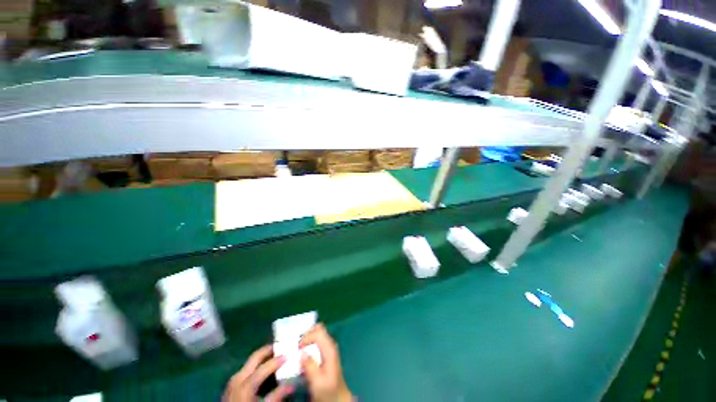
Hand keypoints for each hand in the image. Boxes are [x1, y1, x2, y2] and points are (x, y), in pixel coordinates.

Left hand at [223, 345, 293, 401]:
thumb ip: (276, 396)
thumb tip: (292, 385)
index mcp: (245, 384)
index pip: (265, 366)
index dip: (278, 359)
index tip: (290, 354)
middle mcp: (238, 377)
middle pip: (255, 356)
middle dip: (269, 349)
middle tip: (282, 346)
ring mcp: (233, 380)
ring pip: (250, 361)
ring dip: (263, 356)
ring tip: (275, 354)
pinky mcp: (231, 384)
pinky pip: (246, 368)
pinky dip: (257, 364)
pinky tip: (263, 367)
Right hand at [300, 323, 352, 401]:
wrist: (337, 398)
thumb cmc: (328, 391)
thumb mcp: (317, 382)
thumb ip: (310, 366)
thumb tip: (302, 353)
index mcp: (329, 349)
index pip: (318, 332)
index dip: (307, 336)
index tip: (298, 348)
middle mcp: (330, 345)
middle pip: (319, 329)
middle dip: (307, 333)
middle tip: (297, 345)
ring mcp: (329, 348)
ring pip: (318, 334)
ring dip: (308, 338)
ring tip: (298, 349)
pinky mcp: (326, 353)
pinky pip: (317, 341)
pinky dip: (309, 344)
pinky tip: (303, 354)